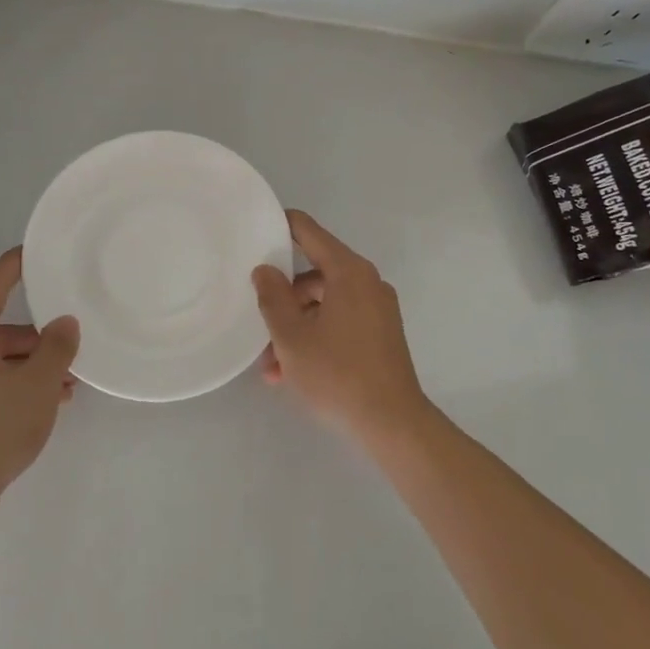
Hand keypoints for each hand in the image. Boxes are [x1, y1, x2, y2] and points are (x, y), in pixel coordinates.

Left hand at [0, 248, 79, 519]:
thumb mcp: (37, 383)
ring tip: (69, 382)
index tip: (43, 251)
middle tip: (72, 340)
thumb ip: (57, 346)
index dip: (20, 263)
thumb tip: (65, 323)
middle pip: (0, 324)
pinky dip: (16, 384)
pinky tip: (47, 403)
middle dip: (39, 335)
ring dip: (32, 365)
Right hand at [251, 210, 431, 445]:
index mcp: (348, 272)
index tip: (256, 228)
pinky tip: (292, 372)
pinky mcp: (381, 333)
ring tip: (271, 366)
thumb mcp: (291, 337)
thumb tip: (265, 270)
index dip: (282, 225)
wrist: (393, 424)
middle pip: (314, 274)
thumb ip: (273, 298)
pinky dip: (316, 337)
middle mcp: (367, 282)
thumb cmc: (338, 374)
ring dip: (296, 327)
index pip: (309, 232)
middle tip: (258, 323)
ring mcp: (377, 308)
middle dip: (283, 300)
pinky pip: (340, 322)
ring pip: (324, 304)